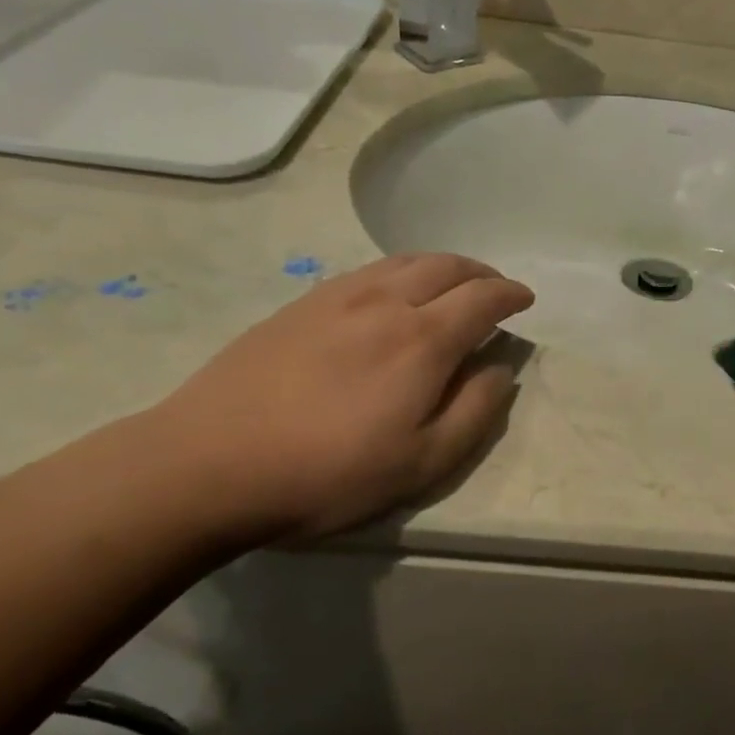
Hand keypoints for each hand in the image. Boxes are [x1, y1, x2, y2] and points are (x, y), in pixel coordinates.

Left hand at [148, 254, 532, 543]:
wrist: (208, 462)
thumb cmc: (326, 473)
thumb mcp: (420, 464)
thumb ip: (473, 412)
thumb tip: (501, 369)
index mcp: (422, 340)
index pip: (482, 298)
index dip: (510, 294)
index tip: (526, 300)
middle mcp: (385, 302)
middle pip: (446, 266)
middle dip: (480, 272)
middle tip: (494, 288)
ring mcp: (338, 296)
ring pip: (405, 261)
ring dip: (441, 266)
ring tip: (451, 284)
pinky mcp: (301, 303)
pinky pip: (368, 270)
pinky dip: (400, 270)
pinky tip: (393, 292)